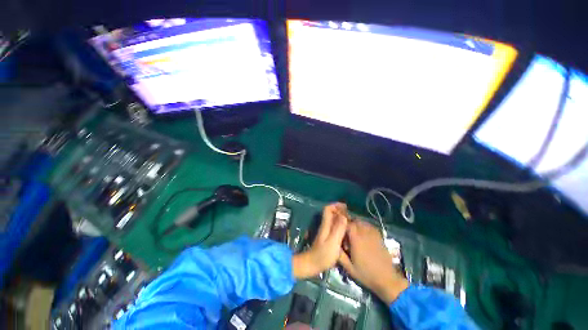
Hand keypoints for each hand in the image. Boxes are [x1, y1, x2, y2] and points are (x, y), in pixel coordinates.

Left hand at [293, 203, 348, 278]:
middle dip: (340, 211)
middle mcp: (325, 225)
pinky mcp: (327, 237)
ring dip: (341, 218)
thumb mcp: (333, 242)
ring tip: (351, 222)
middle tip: (351, 216)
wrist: (312, 264)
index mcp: (326, 224)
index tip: (346, 207)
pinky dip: (340, 225)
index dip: (336, 205)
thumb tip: (343, 216)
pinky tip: (346, 232)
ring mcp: (325, 231)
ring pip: (333, 219)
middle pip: (331, 213)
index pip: (328, 209)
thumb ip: (338, 229)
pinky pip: (334, 226)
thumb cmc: (323, 254)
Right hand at [338, 220, 408, 303]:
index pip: (347, 224)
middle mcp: (364, 233)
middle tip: (345, 233)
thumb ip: (339, 255)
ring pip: (362, 222)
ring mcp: (373, 234)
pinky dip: (364, 226)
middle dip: (348, 224)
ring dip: (356, 224)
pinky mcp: (379, 236)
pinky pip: (370, 226)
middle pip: (354, 220)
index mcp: (356, 239)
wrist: (387, 279)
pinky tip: (363, 234)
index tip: (338, 231)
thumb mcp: (349, 268)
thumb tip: (332, 244)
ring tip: (353, 233)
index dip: (341, 225)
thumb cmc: (366, 274)